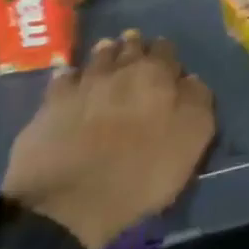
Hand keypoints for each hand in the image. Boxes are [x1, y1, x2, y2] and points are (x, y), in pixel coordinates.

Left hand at [2, 30, 215, 248]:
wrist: (68, 201)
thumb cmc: (140, 172)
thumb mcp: (191, 139)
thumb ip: (197, 101)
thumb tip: (190, 80)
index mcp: (157, 74)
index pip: (166, 50)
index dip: (168, 56)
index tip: (168, 67)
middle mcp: (120, 68)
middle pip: (130, 46)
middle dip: (135, 48)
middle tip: (137, 54)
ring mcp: (82, 83)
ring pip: (98, 56)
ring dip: (106, 54)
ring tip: (108, 57)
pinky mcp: (50, 104)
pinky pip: (63, 78)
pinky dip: (70, 76)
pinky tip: (71, 81)